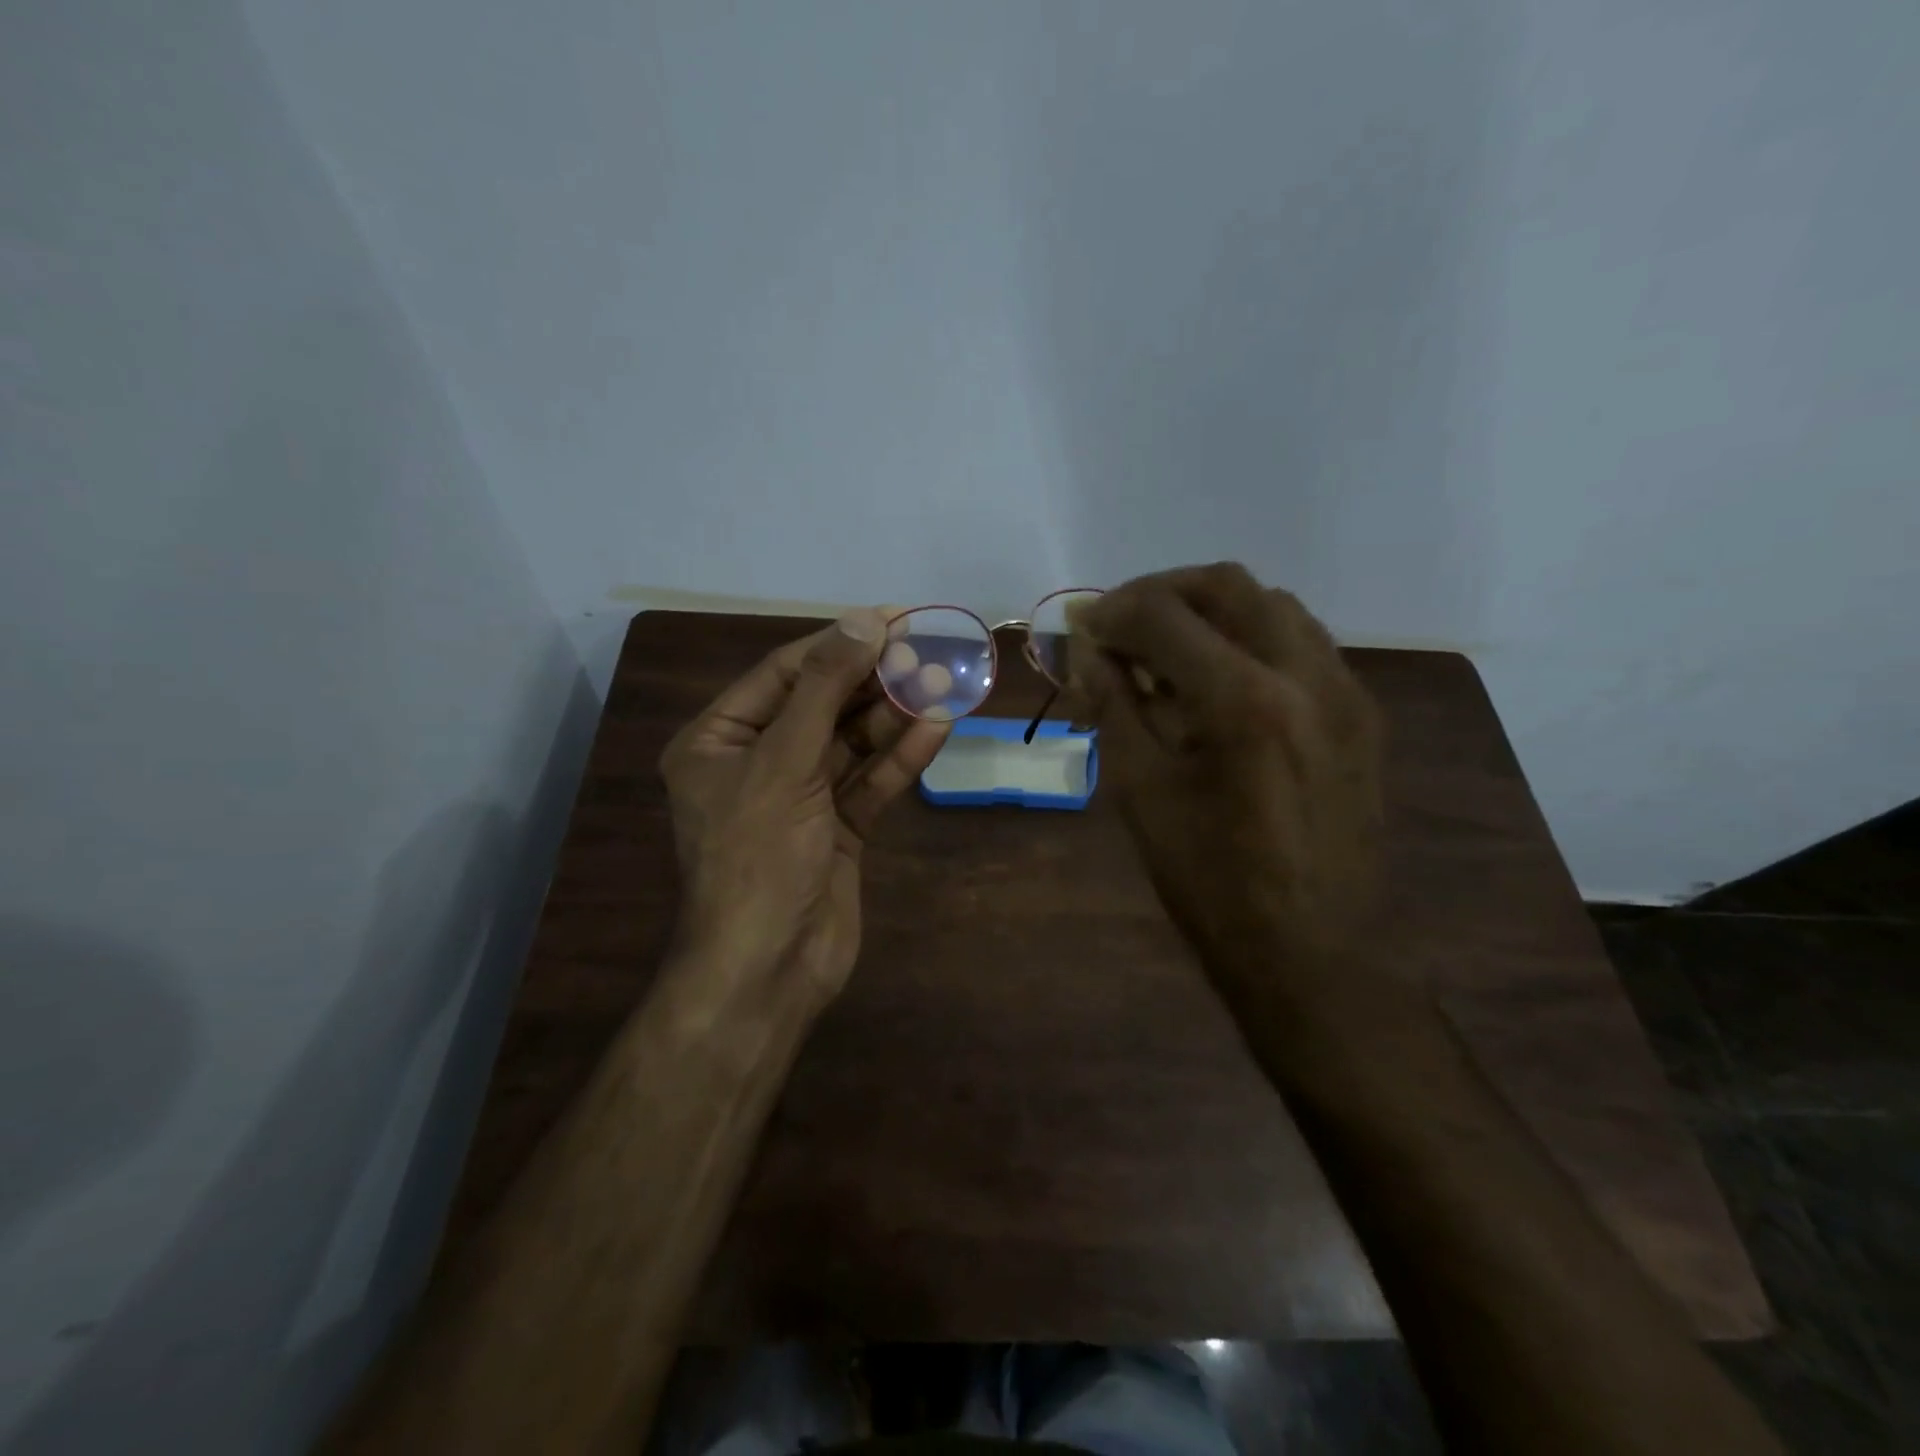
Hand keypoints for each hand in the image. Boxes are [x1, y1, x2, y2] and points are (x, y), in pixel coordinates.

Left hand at [658, 610, 950, 1011]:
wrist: (768, 970)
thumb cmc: (758, 857)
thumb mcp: (783, 763)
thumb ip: (823, 690)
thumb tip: (861, 621)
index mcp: (719, 740)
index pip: (784, 673)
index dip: (839, 643)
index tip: (893, 619)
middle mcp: (757, 762)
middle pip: (822, 704)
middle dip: (873, 679)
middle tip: (928, 650)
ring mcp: (800, 797)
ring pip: (851, 742)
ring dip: (894, 715)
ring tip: (942, 683)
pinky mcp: (837, 828)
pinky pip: (869, 781)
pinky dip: (901, 757)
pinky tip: (937, 727)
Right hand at [1064, 563, 1384, 981]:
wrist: (1312, 951)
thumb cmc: (1210, 882)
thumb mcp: (1142, 792)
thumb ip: (1113, 706)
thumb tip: (1086, 650)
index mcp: (1243, 701)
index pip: (1164, 615)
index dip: (1111, 612)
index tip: (1081, 629)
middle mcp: (1305, 675)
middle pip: (1226, 584)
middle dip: (1162, 593)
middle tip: (1121, 625)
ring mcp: (1345, 691)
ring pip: (1272, 605)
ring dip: (1210, 611)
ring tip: (1168, 650)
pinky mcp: (1362, 714)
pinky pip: (1303, 643)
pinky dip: (1251, 638)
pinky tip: (1221, 680)